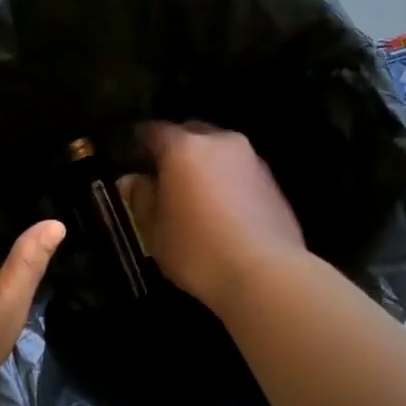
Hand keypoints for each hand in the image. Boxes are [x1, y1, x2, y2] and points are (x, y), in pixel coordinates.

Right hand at [124, 122, 306, 309]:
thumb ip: (141, 198)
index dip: (141, 143)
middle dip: (176, 149)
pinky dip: (227, 180)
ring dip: (204, 165)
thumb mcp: (154, 230)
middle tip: (164, 177)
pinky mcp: (273, 180)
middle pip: (191, 133)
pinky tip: (222, 209)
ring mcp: (251, 158)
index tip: (135, 158)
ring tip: (195, 195)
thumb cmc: (197, 250)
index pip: (154, 130)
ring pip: (219, 151)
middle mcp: (220, 141)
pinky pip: (239, 170)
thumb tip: (133, 180)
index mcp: (184, 147)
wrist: (266, 274)